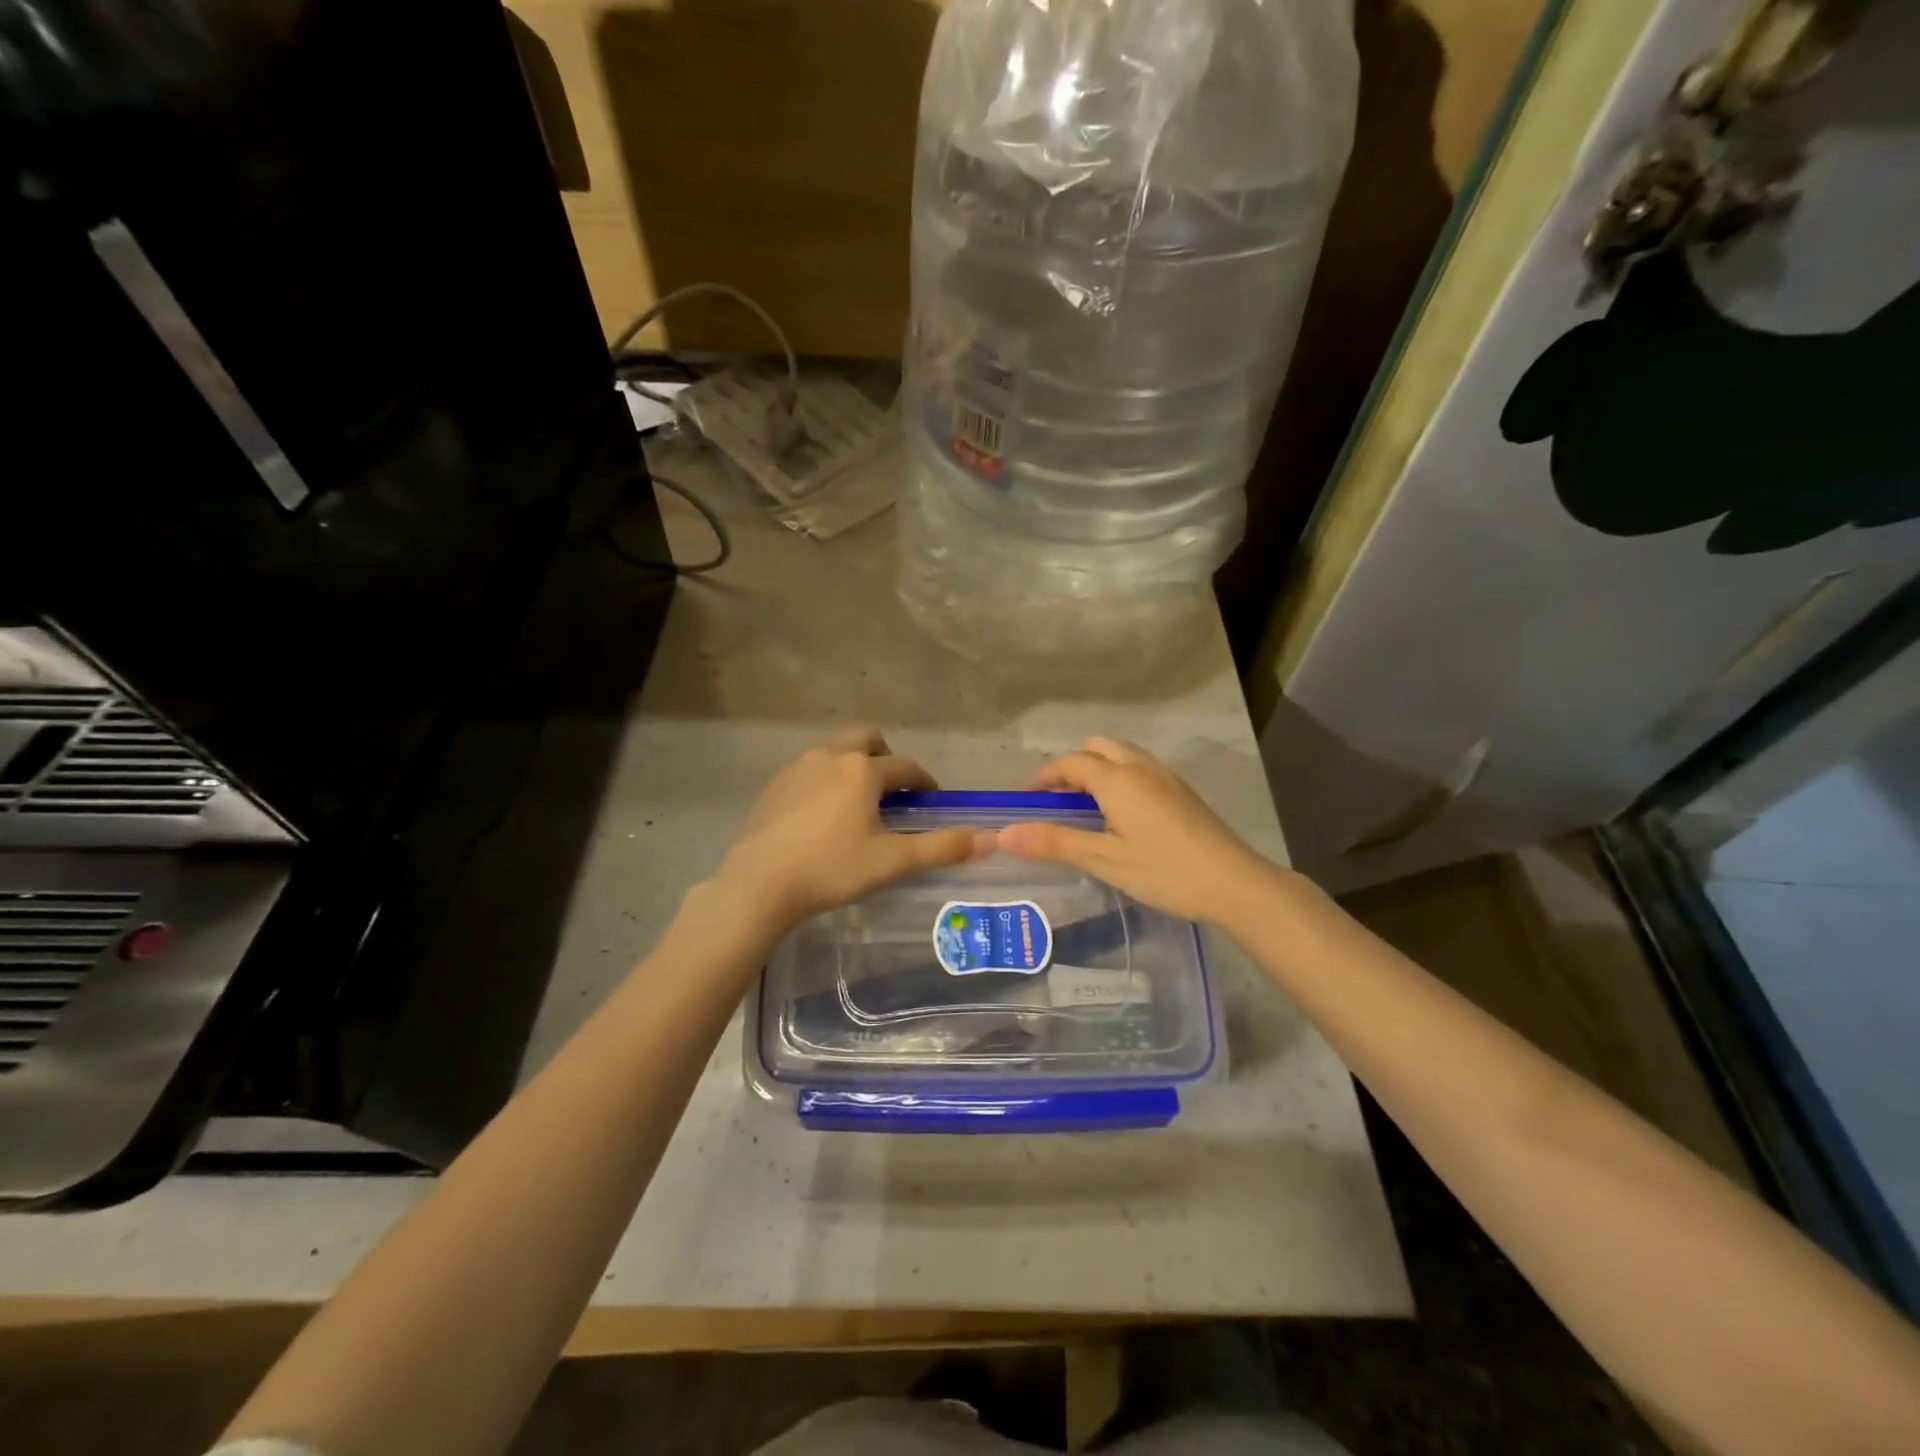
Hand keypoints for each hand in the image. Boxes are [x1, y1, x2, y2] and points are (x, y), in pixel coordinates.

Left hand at [711, 729, 991, 931]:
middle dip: (886, 759)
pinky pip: (811, 769)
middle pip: (869, 740)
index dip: (924, 782)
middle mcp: (832, 755)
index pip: (906, 767)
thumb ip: (942, 848)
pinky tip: (822, 815)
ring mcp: (799, 766)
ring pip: (837, 751)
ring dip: (854, 767)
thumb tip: (991, 839)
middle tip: (891, 793)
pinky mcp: (775, 784)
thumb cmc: (831, 869)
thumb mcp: (892, 862)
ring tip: (858, 804)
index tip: (930, 800)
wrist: (759, 883)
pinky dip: (826, 780)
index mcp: (864, 769)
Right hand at [998, 737, 1280, 926]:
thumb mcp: (1104, 860)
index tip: (1029, 797)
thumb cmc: (1164, 870)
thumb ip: (1054, 843)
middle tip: (1059, 799)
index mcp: (1117, 779)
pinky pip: (1141, 767)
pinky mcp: (1183, 791)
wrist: (1234, 882)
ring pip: (1123, 754)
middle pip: (1098, 748)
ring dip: (1099, 768)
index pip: (1071, 763)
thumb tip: (1004, 834)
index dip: (1046, 776)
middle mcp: (1140, 767)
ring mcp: (1166, 777)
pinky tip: (1124, 813)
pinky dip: (1121, 776)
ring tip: (1088, 805)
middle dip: (1073, 765)